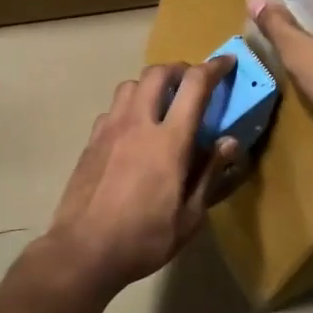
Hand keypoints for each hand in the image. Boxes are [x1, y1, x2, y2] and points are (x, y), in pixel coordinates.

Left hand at [41, 59, 244, 296]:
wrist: (83, 249)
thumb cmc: (144, 239)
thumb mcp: (189, 217)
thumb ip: (209, 174)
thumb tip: (228, 142)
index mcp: (169, 141)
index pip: (194, 86)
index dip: (213, 68)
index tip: (226, 63)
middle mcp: (137, 124)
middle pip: (157, 73)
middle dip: (179, 69)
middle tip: (192, 82)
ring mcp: (109, 130)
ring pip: (130, 85)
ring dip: (150, 84)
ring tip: (161, 103)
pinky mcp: (91, 141)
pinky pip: (112, 109)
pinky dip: (129, 107)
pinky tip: (133, 130)